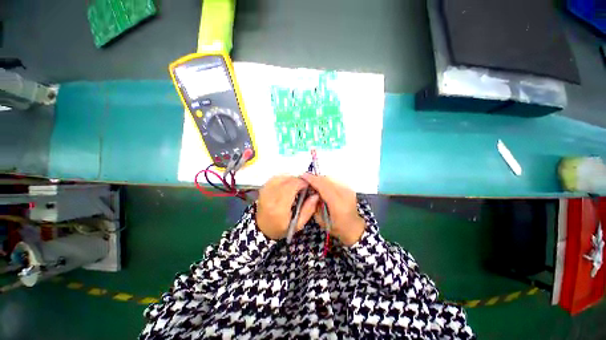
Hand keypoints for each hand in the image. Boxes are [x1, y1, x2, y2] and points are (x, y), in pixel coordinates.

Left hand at [256, 175, 319, 239]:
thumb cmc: (281, 228)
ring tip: (296, 186)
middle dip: (299, 180)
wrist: (262, 228)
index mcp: (279, 208)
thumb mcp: (298, 224)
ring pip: (282, 177)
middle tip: (304, 186)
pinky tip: (288, 185)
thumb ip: (308, 209)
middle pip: (287, 180)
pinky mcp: (263, 188)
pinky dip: (284, 178)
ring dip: (291, 179)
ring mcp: (264, 191)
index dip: (302, 183)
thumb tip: (315, 195)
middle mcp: (270, 197)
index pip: (292, 187)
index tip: (309, 185)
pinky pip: (276, 177)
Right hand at [301, 173, 365, 245]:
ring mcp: (349, 190)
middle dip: (315, 178)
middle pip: (328, 180)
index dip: (313, 180)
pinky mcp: (349, 188)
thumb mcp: (321, 221)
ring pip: (331, 178)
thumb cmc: (337, 227)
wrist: (353, 227)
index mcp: (338, 205)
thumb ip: (315, 206)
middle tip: (306, 179)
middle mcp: (345, 195)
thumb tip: (311, 191)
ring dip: (321, 179)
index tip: (303, 176)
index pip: (324, 187)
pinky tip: (322, 186)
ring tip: (314, 183)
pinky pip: (335, 180)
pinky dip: (327, 181)